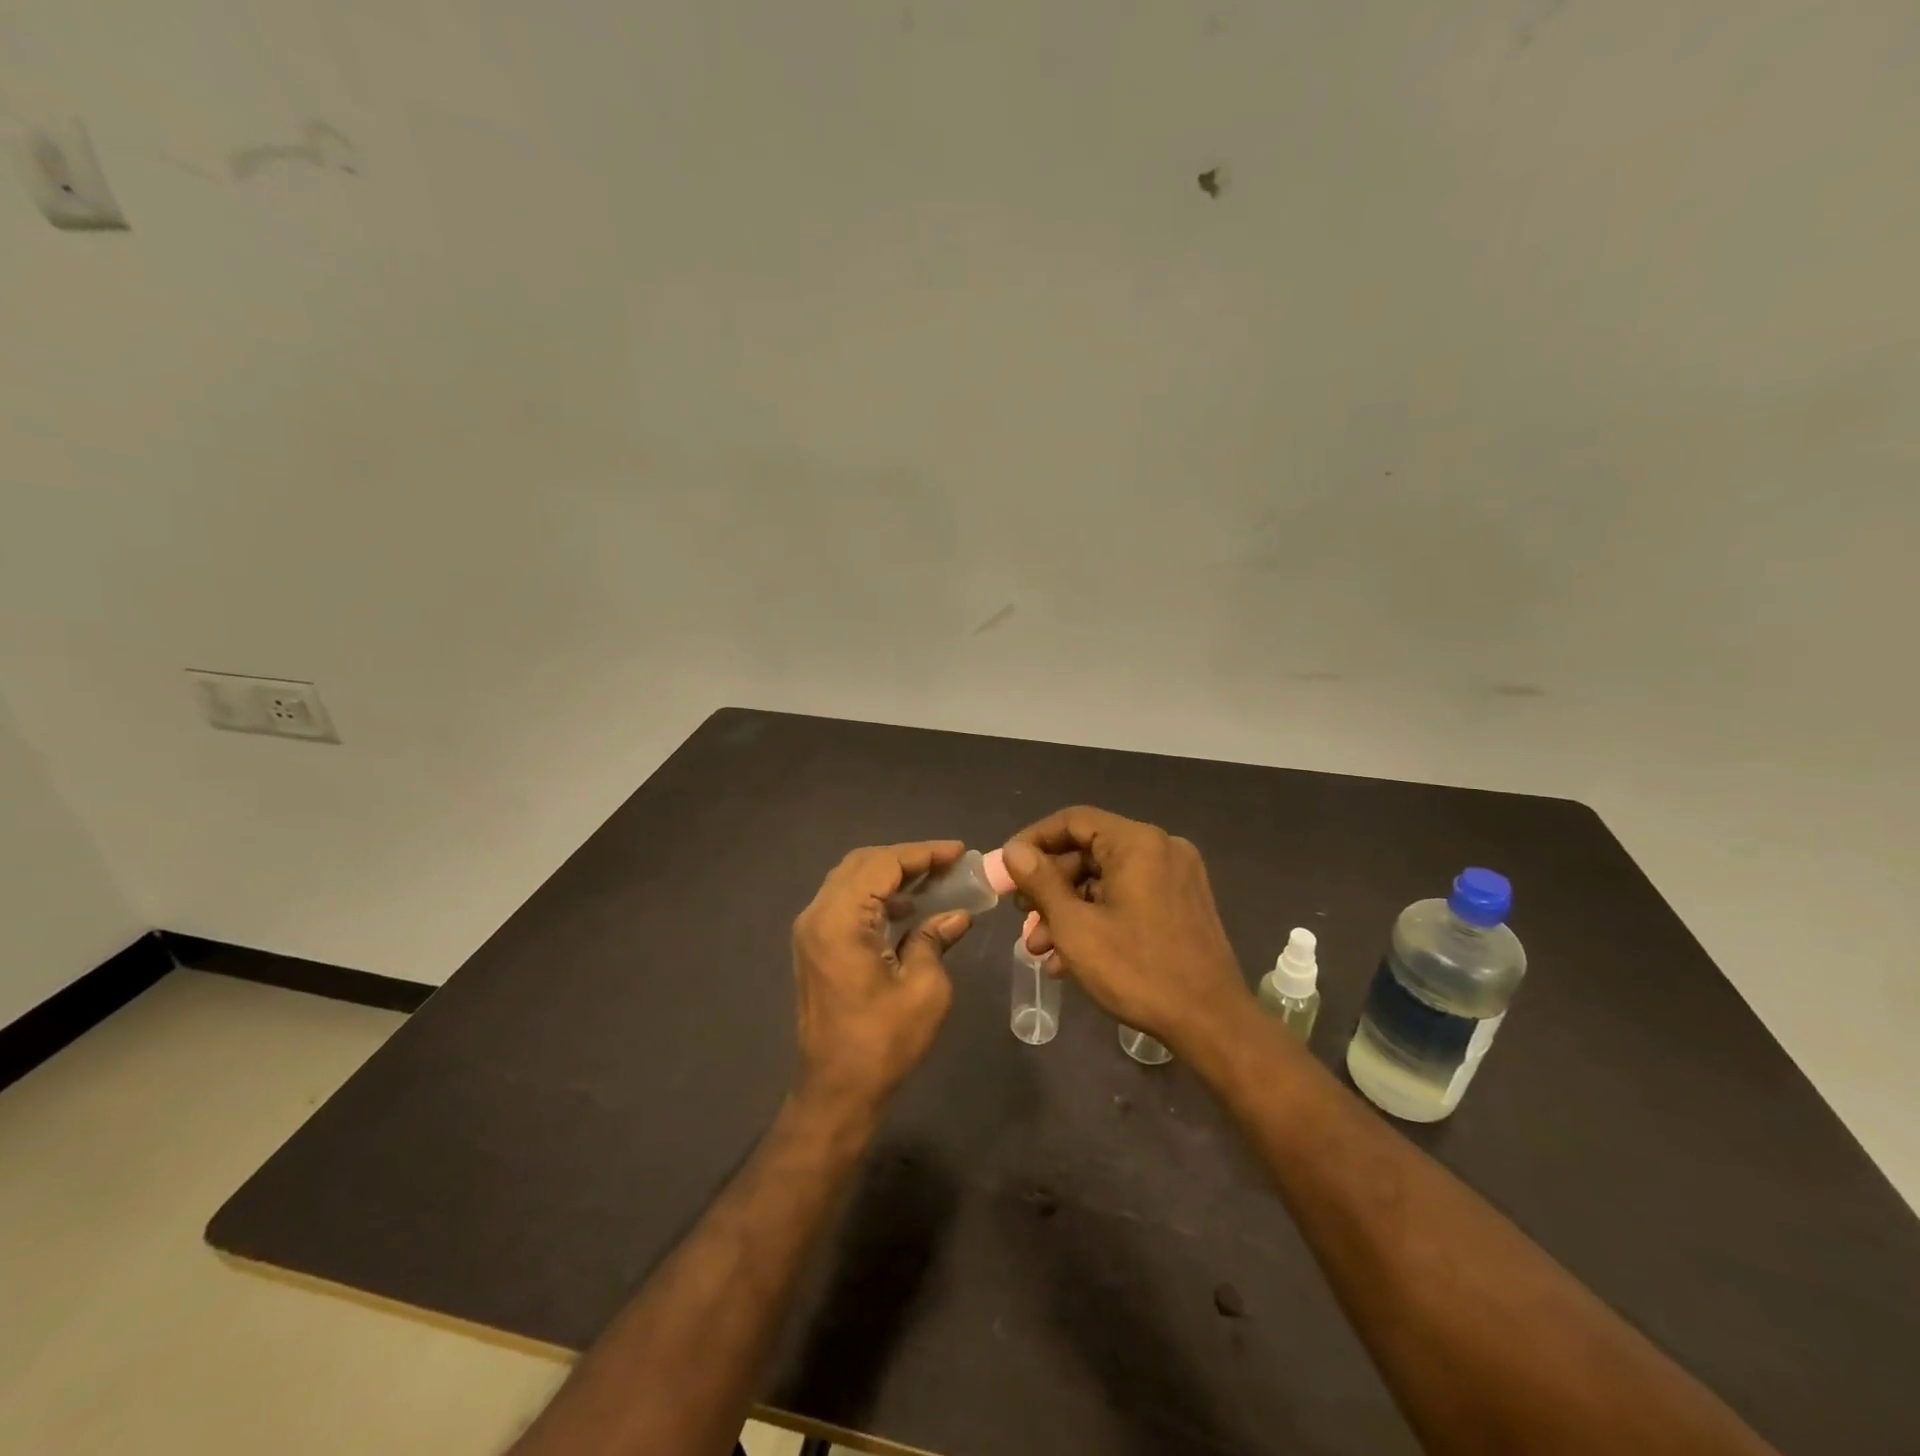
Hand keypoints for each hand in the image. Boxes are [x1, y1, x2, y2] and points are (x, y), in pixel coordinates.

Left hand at [790, 840, 971, 1119]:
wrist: (835, 1092)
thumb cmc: (882, 1043)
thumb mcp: (924, 989)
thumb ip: (935, 939)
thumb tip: (957, 915)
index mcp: (840, 921)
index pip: (883, 864)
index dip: (923, 853)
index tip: (959, 852)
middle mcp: (817, 916)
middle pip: (862, 864)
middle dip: (906, 858)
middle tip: (947, 864)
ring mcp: (810, 931)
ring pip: (851, 880)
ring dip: (890, 874)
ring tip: (933, 880)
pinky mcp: (814, 946)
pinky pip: (845, 902)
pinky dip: (875, 895)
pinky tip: (906, 908)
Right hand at [1003, 807, 1251, 1058]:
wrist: (1212, 1023)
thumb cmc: (1138, 971)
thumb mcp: (1075, 927)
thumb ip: (1040, 882)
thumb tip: (1013, 850)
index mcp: (1137, 842)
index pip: (1074, 821)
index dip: (1034, 841)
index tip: (1007, 869)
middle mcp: (1161, 848)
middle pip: (1089, 851)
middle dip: (1050, 886)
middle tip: (1021, 917)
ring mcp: (1176, 876)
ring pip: (1106, 878)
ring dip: (1069, 908)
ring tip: (1040, 948)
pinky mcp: (1183, 903)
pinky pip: (1128, 896)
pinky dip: (1098, 916)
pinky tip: (1071, 955)